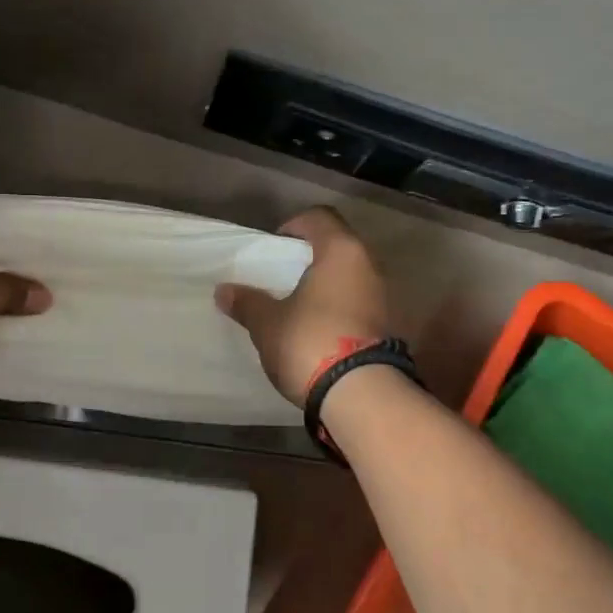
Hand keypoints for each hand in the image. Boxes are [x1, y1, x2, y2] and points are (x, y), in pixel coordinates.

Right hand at [214, 207, 390, 404]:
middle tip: (283, 276)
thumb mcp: (268, 323)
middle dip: (311, 257)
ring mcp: (384, 297)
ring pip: (350, 277)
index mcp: (341, 252)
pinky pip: (359, 303)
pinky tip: (318, 328)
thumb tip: (223, 291)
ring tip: (298, 305)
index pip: (320, 217)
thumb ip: (247, 303)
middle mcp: (369, 266)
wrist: (361, 395)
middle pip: (338, 246)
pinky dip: (339, 308)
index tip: (275, 246)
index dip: (295, 225)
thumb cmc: (310, 341)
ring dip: (327, 285)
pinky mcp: (388, 327)